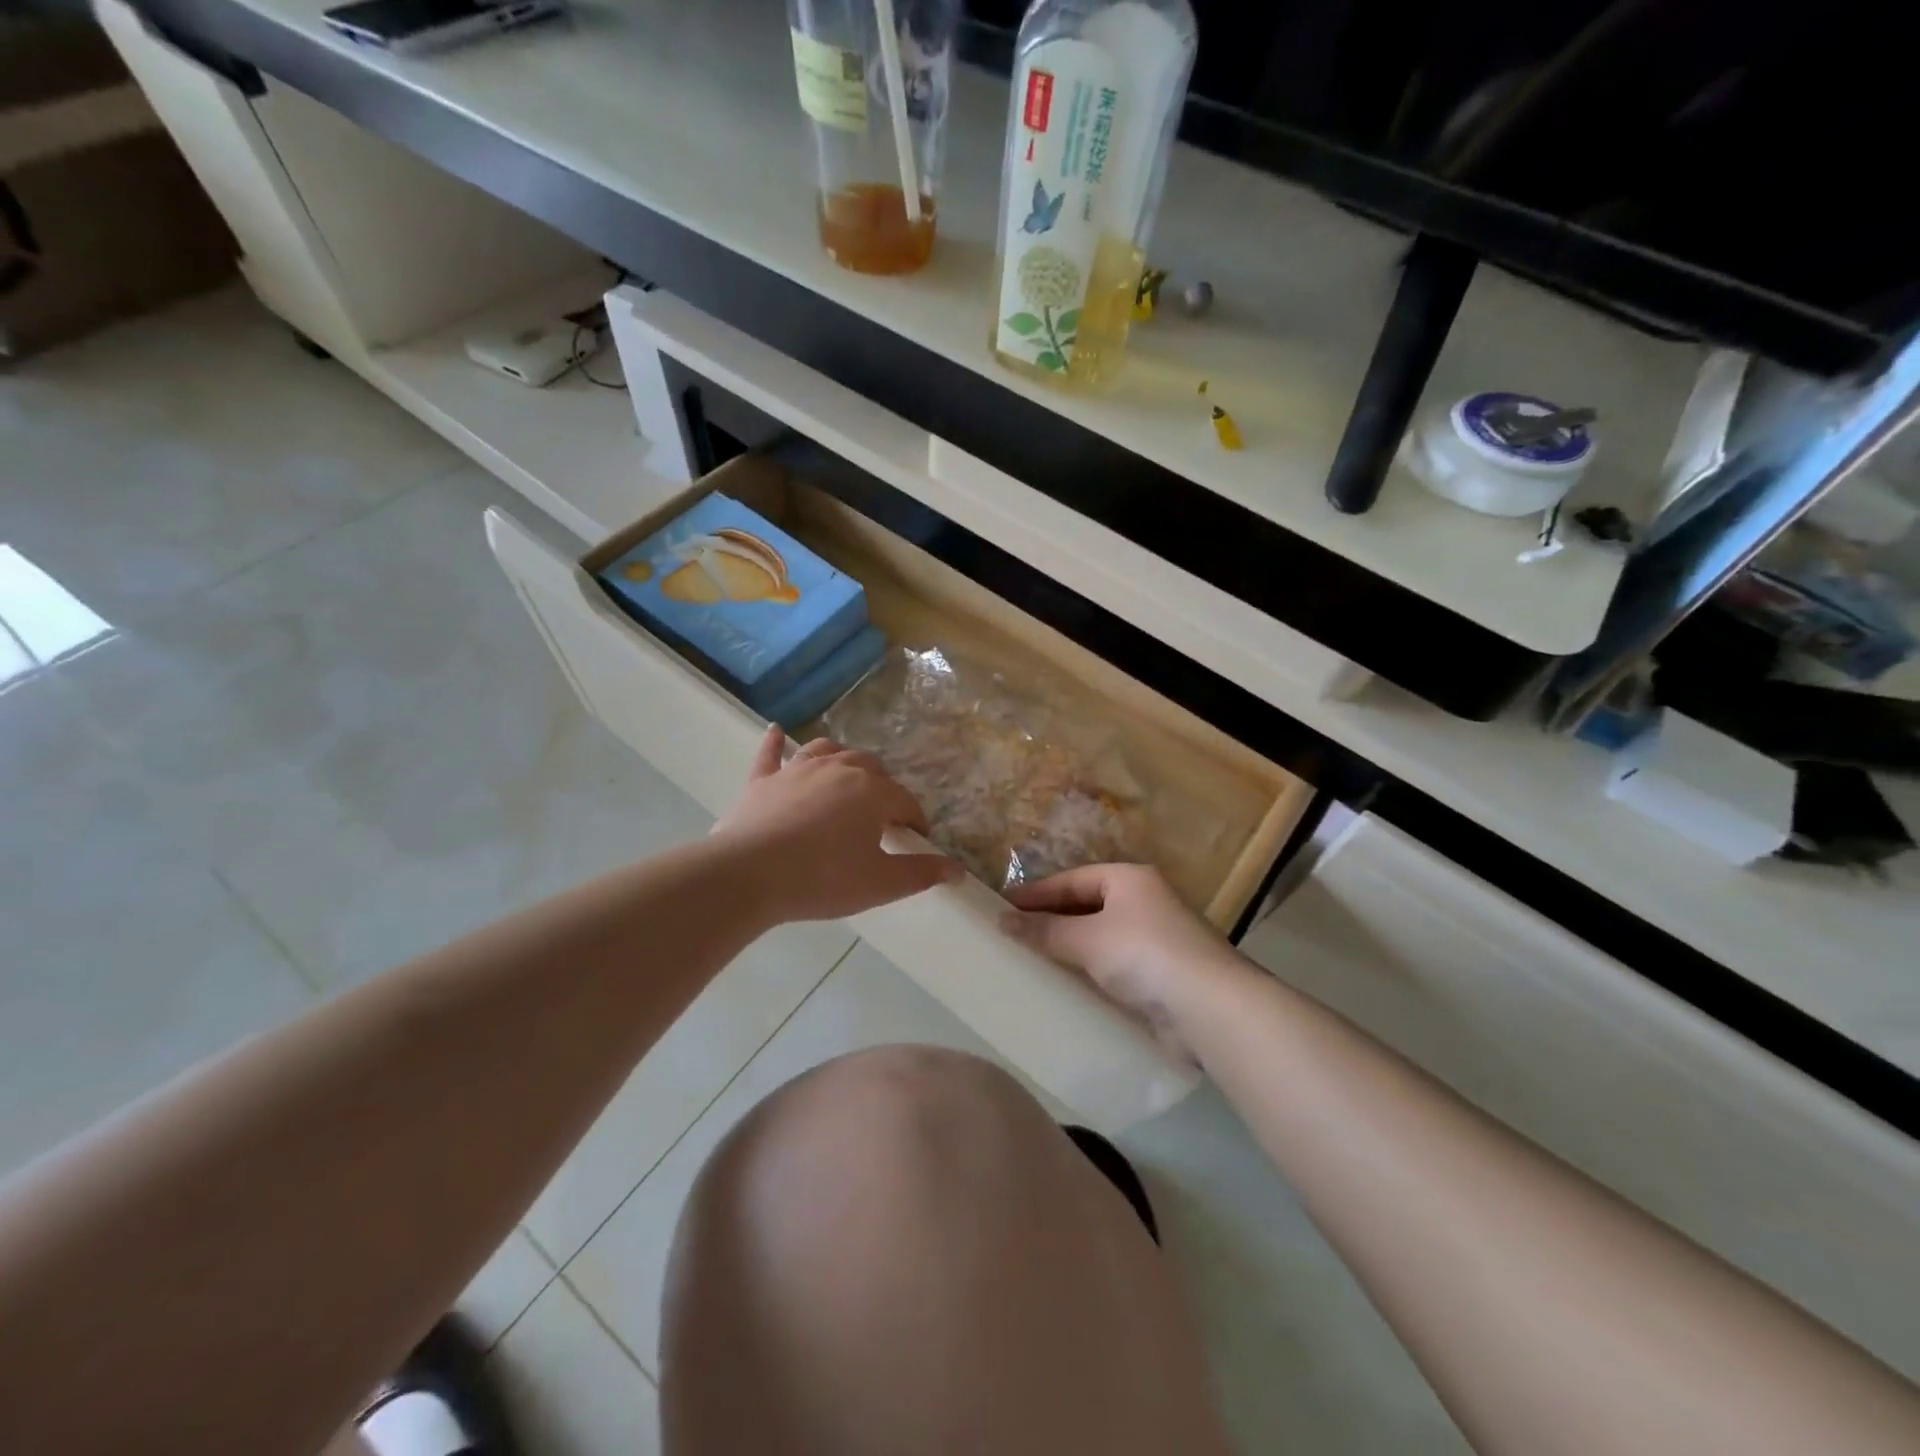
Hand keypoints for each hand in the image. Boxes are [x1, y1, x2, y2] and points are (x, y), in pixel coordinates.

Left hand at [712, 726, 961, 923]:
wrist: (748, 874)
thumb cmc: (822, 879)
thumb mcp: (879, 884)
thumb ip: (920, 874)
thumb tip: (957, 869)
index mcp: (872, 793)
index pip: (905, 801)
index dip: (915, 820)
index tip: (916, 838)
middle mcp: (839, 769)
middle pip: (870, 767)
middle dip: (882, 786)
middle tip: (880, 816)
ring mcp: (797, 770)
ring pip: (827, 750)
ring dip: (842, 759)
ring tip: (847, 775)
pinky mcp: (763, 780)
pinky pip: (772, 754)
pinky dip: (777, 743)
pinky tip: (777, 732)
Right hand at [1003, 864, 1255, 1057]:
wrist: (1210, 1007)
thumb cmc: (1144, 954)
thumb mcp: (1087, 938)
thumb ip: (1044, 930)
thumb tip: (1002, 921)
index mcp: (1130, 879)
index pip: (1073, 880)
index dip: (1037, 892)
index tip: (1003, 906)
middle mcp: (1146, 902)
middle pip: (1088, 905)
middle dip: (1052, 919)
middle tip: (1014, 932)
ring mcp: (1157, 939)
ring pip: (1101, 937)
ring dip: (1070, 947)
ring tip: (1033, 957)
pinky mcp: (1162, 975)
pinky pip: (1115, 965)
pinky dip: (1090, 970)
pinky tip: (1068, 984)